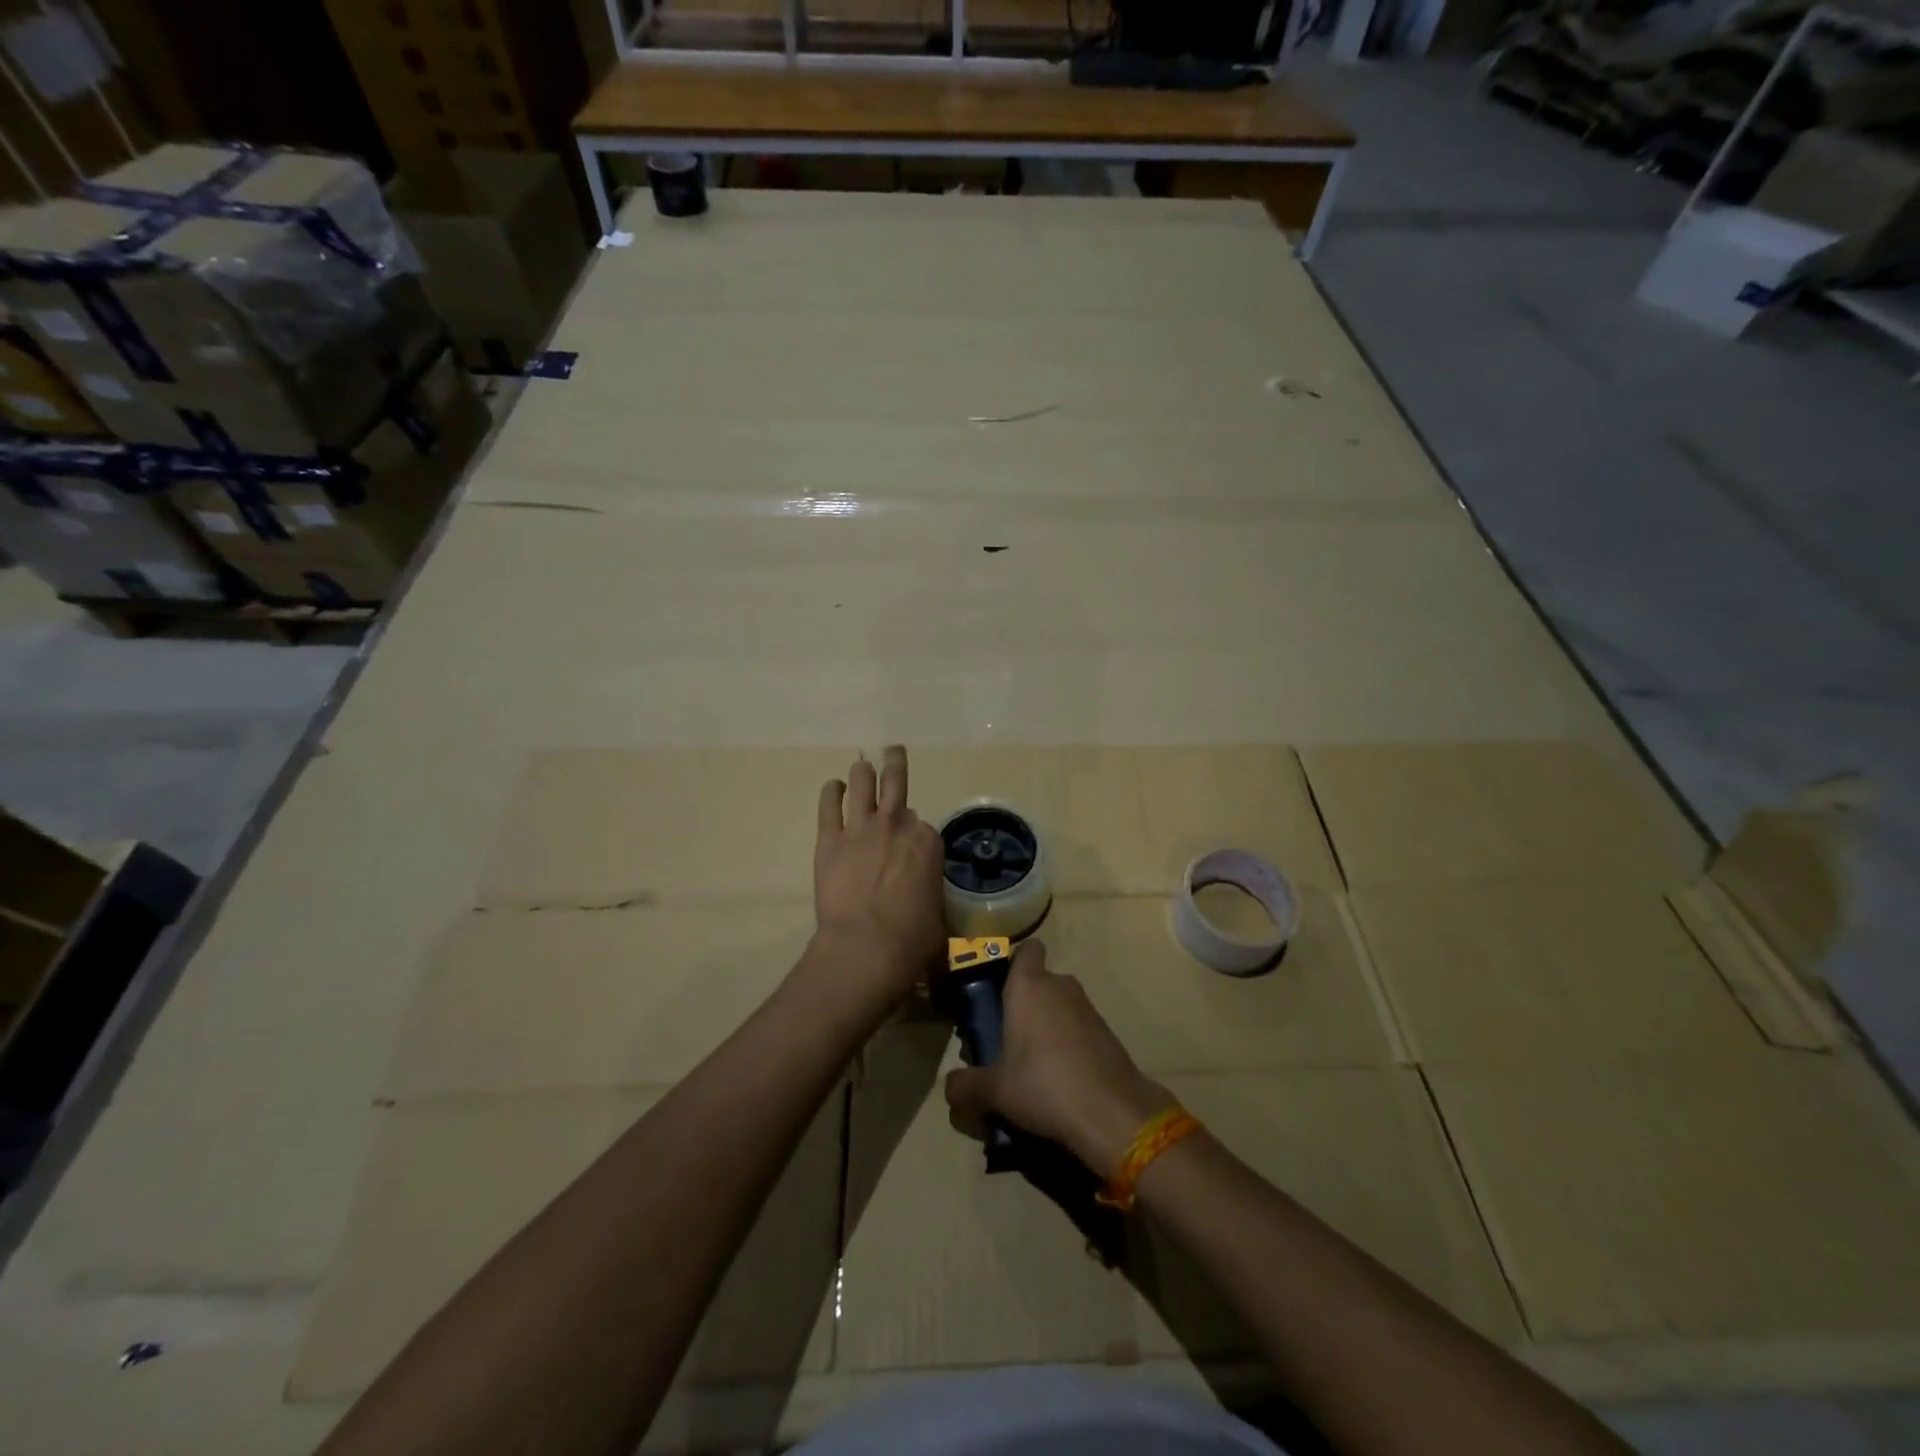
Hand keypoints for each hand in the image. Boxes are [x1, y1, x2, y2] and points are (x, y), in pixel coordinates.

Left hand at [809, 745, 945, 1007]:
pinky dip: (831, 792)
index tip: (910, 843)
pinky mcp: (830, 839)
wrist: (866, 948)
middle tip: (893, 751)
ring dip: (862, 772)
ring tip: (861, 767)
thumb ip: (931, 893)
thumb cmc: (912, 939)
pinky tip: (832, 786)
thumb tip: (925, 900)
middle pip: (897, 782)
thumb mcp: (938, 914)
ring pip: (862, 782)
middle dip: (895, 764)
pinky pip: (828, 804)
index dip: (915, 832)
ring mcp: (862, 828)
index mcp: (928, 842)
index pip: (922, 824)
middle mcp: (897, 825)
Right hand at [944, 940, 1172, 1177]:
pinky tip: (1058, 1078)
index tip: (998, 990)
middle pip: (1038, 982)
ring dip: (1045, 1026)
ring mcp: (1087, 1007)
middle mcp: (1059, 985)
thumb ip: (965, 1085)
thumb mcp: (995, 1090)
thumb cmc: (1044, 1084)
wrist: (1112, 1111)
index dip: (1014, 963)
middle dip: (1022, 1005)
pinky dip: (1067, 1043)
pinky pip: (1077, 1027)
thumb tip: (949, 1087)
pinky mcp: (1107, 1031)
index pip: (1026, 949)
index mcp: (1028, 985)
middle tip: (1003, 1040)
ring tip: (1028, 1065)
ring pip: (1058, 1005)